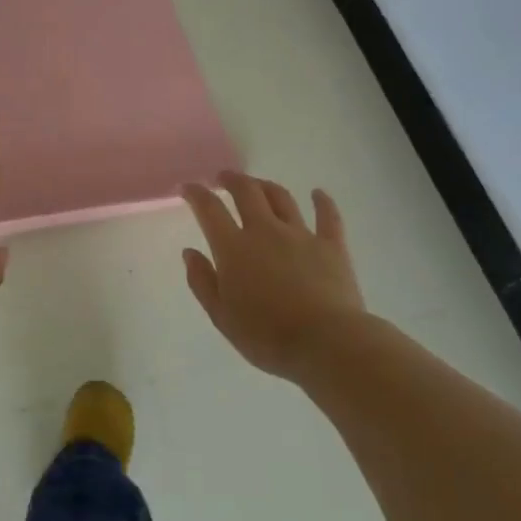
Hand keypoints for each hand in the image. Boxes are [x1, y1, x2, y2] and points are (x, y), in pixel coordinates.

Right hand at [181, 172, 368, 381]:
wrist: (326, 343)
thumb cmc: (266, 336)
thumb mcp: (221, 316)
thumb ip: (202, 281)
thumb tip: (189, 252)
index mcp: (234, 248)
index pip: (209, 210)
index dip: (196, 194)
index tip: (188, 188)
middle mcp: (265, 231)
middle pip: (246, 192)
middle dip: (232, 180)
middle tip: (223, 177)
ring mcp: (301, 235)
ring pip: (281, 198)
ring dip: (266, 186)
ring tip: (258, 184)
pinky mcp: (332, 246)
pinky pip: (328, 216)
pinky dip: (322, 202)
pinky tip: (318, 193)